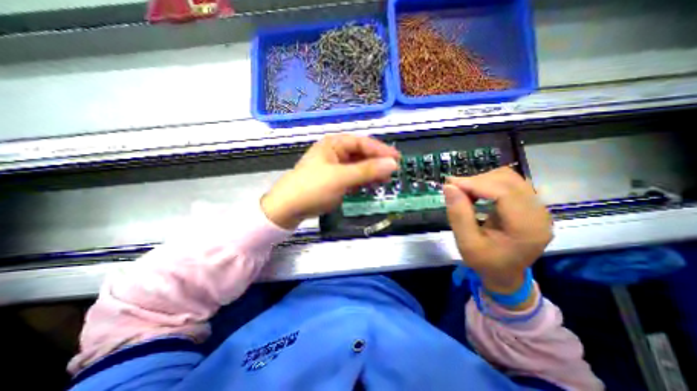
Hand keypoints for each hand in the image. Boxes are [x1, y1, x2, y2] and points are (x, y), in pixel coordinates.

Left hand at [261, 136, 399, 229]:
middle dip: (376, 163)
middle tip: (392, 172)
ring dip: (371, 173)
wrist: (288, 207)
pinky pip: (352, 177)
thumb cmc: (313, 187)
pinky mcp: (334, 179)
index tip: (397, 159)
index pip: (363, 143)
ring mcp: (334, 166)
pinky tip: (370, 186)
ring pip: (358, 166)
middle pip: (361, 154)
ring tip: (384, 180)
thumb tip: (393, 164)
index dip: (381, 150)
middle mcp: (335, 152)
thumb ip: (367, 170)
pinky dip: (362, 181)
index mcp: (334, 144)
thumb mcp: (341, 178)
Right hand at [443, 168, 553, 299]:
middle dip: (477, 181)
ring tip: (464, 192)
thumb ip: (458, 215)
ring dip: (482, 181)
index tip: (450, 184)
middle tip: (454, 189)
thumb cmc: (485, 262)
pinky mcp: (531, 205)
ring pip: (509, 178)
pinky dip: (488, 184)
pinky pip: (509, 183)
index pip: (504, 192)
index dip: (475, 184)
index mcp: (526, 228)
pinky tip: (476, 194)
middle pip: (508, 180)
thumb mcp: (466, 243)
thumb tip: (448, 187)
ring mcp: (538, 208)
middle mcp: (539, 214)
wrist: (505, 274)